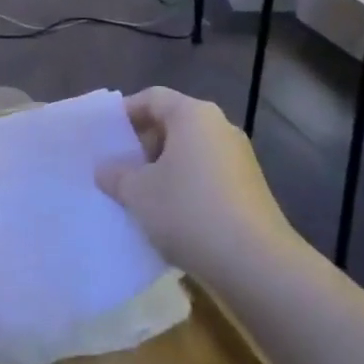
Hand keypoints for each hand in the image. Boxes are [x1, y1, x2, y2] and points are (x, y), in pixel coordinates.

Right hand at [96, 87, 298, 279]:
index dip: (125, 113)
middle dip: (143, 145)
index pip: (152, 98)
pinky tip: (171, 216)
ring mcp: (240, 159)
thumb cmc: (189, 211)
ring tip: (140, 196)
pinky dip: (186, 187)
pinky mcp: (250, 189)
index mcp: (193, 115)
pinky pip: (207, 176)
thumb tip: (106, 169)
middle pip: (173, 124)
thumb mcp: (138, 192)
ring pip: (190, 153)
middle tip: (119, 169)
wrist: (257, 265)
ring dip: (163, 169)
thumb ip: (116, 175)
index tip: (106, 137)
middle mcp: (220, 127)